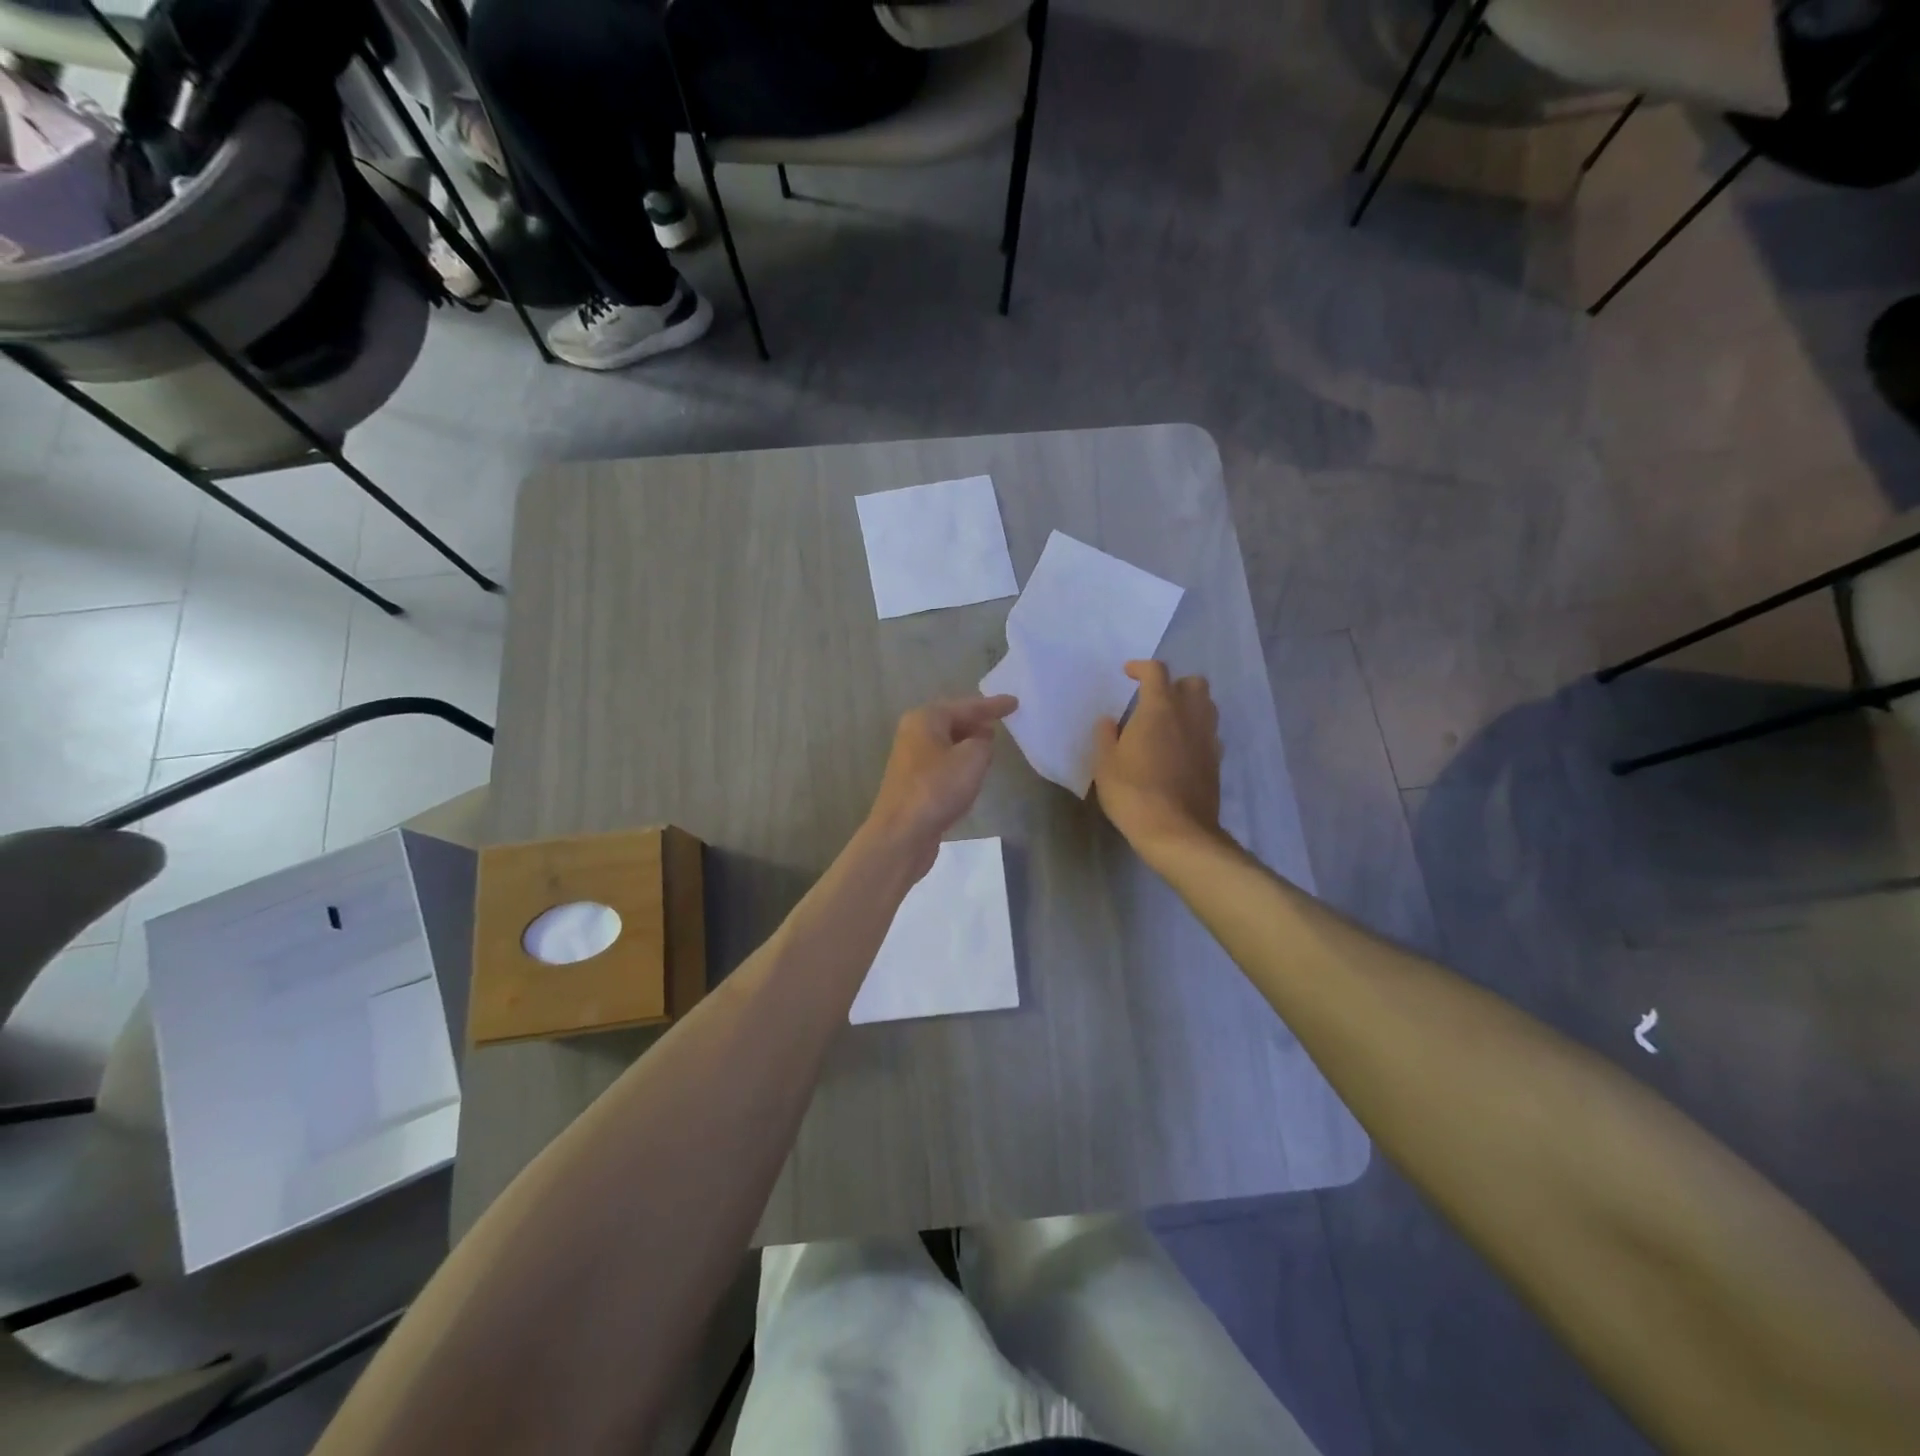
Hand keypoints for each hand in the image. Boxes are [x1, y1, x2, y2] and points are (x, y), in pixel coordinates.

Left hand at [864, 695, 1017, 876]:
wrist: (902, 833)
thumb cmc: (937, 788)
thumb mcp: (972, 758)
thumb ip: (984, 742)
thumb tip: (980, 742)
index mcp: (925, 719)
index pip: (966, 706)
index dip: (993, 705)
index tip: (1015, 702)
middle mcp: (914, 734)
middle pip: (952, 721)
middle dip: (976, 722)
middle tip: (1001, 722)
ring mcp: (910, 760)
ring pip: (946, 744)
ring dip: (967, 744)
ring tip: (990, 745)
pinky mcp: (912, 784)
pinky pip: (942, 764)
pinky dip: (958, 763)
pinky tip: (971, 774)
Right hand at [1092, 661, 1222, 862]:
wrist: (1177, 832)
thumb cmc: (1134, 793)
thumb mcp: (1106, 765)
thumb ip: (1106, 737)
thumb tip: (1109, 721)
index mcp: (1160, 709)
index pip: (1156, 672)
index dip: (1141, 667)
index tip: (1128, 674)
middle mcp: (1190, 716)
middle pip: (1194, 683)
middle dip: (1175, 684)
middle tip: (1154, 700)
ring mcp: (1208, 739)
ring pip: (1207, 707)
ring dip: (1190, 706)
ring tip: (1169, 723)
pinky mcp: (1216, 761)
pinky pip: (1210, 734)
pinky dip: (1196, 732)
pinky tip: (1180, 749)